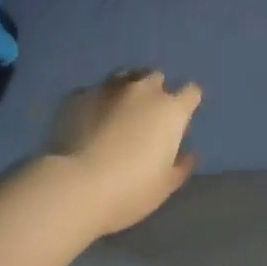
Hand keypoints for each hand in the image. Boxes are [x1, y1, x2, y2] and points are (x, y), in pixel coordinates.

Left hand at [37, 70, 201, 238]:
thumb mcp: (164, 185)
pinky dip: (95, 102)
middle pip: (155, 77)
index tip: (180, 118)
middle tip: (146, 115)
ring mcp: (108, 88)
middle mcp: (142, 90)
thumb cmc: (130, 189)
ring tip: (117, 111)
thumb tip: (188, 154)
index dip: (187, 102)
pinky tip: (88, 120)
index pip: (190, 91)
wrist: (76, 185)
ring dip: (126, 89)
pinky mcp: (78, 95)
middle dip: (154, 91)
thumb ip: (181, 165)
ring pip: (123, 76)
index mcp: (170, 110)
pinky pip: (92, 91)